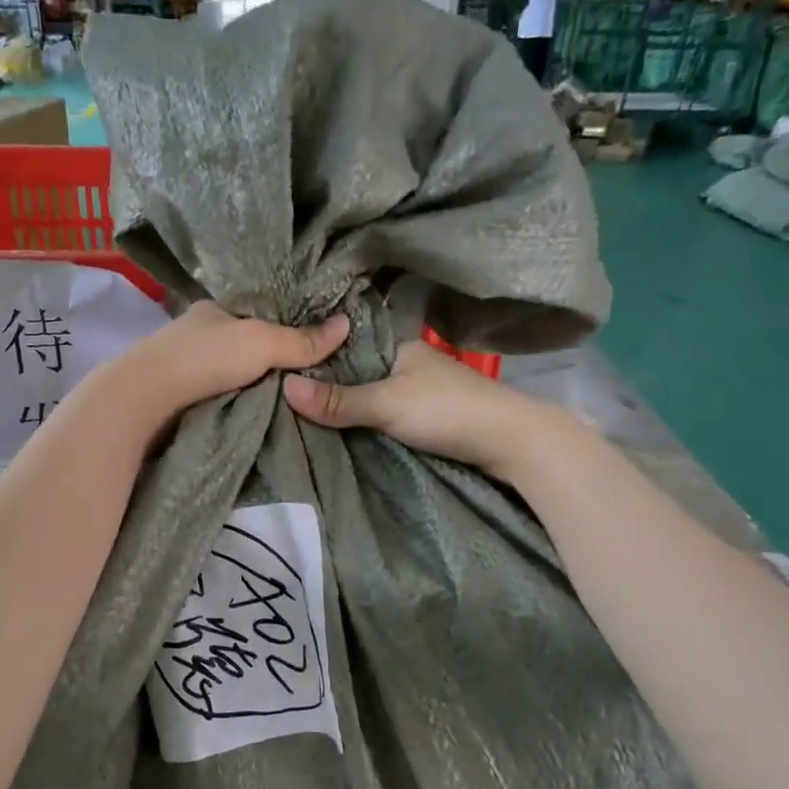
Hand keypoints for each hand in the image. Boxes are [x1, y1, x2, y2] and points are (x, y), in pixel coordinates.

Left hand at [99, 302, 350, 430]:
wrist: (144, 400)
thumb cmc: (204, 359)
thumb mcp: (262, 343)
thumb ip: (301, 340)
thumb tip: (346, 323)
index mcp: (215, 309)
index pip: (260, 314)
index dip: (287, 327)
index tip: (315, 346)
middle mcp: (199, 332)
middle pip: (246, 345)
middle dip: (272, 361)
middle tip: (309, 379)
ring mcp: (185, 365)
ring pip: (231, 372)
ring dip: (253, 384)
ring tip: (292, 400)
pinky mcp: (177, 396)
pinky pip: (218, 395)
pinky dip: (235, 401)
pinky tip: (255, 413)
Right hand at [283, 341, 571, 481]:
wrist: (510, 441)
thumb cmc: (446, 410)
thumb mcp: (386, 403)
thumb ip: (338, 400)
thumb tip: (284, 386)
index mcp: (396, 346)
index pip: (344, 347)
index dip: (314, 360)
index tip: (278, 373)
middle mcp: (405, 363)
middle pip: (355, 374)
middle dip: (326, 388)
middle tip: (280, 400)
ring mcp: (417, 391)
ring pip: (369, 397)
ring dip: (345, 408)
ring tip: (300, 419)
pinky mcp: (426, 417)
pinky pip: (383, 415)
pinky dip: (364, 423)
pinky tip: (340, 433)